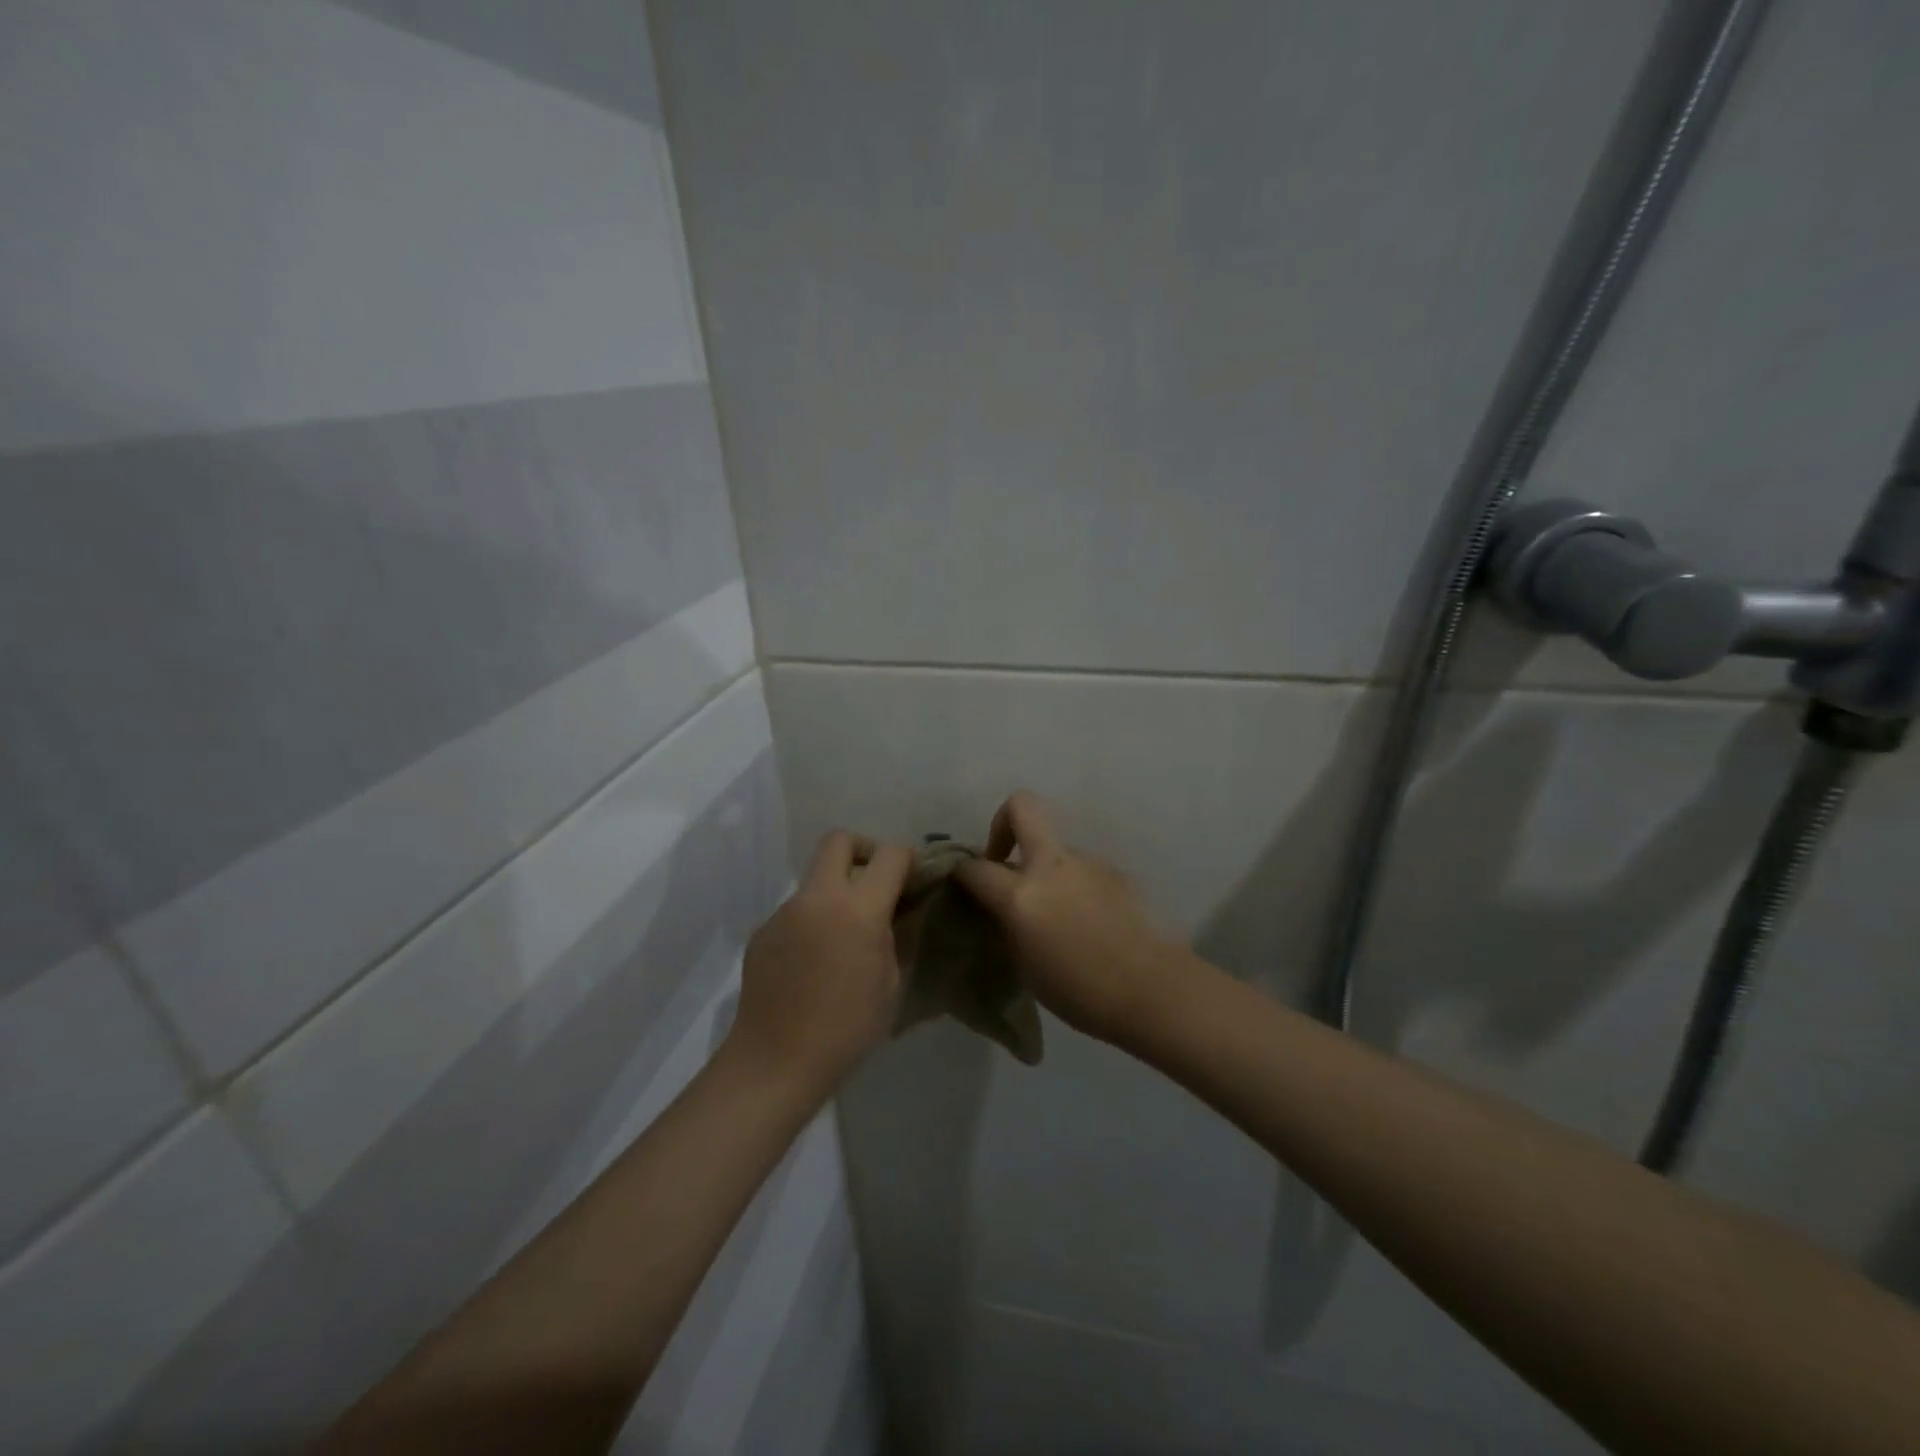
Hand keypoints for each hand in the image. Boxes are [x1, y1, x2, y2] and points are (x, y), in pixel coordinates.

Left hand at [728, 831, 913, 1095]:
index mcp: (858, 910)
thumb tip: (891, 914)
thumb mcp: (890, 984)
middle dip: (863, 850)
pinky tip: (814, 961)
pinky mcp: (762, 932)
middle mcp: (818, 898)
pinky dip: (812, 922)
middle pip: (838, 841)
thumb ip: (892, 937)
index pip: (888, 856)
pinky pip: (795, 912)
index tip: (912, 875)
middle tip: (874, 882)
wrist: (775, 1061)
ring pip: (815, 880)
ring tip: (843, 937)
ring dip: (835, 892)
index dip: (906, 858)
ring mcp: (784, 912)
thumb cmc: (847, 1029)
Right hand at [953, 792, 1187, 1044]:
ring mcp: (1088, 863)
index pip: (975, 867)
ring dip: (1047, 870)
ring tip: (1058, 914)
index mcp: (1022, 895)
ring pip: (1056, 850)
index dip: (961, 872)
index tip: (962, 882)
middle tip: (1003, 856)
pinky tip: (1088, 922)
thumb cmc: (1079, 992)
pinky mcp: (1115, 872)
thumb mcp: (1024, 965)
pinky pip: (1083, 872)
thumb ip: (1009, 925)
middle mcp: (1052, 866)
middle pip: (1021, 806)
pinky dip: (1076, 887)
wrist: (1151, 990)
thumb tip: (1004, 908)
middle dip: (1002, 821)